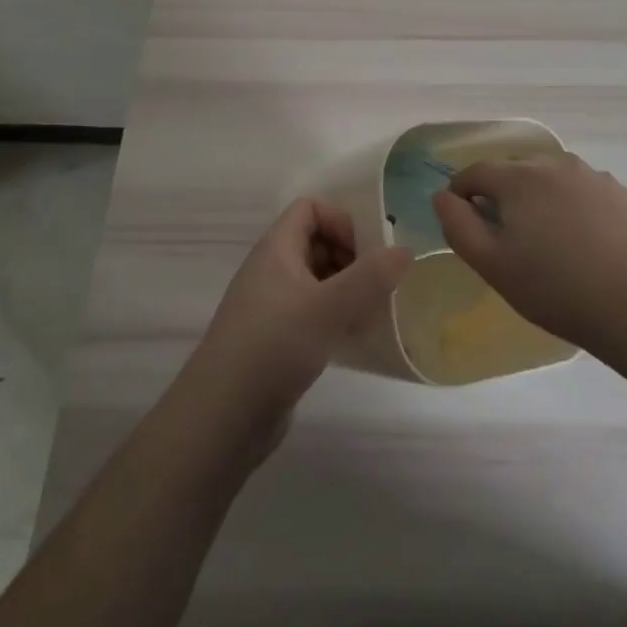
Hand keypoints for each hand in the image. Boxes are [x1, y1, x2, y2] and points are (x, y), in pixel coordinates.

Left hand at [186, 199, 409, 450]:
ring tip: (372, 314)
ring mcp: (272, 306)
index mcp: (276, 249)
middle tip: (377, 286)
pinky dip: (335, 318)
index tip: (365, 254)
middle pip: (316, 242)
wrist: (222, 418)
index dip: (341, 222)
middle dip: (351, 258)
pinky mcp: (276, 340)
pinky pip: (312, 313)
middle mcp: (271, 270)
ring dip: (347, 290)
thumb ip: (371, 276)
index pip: (310, 208)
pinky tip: (354, 340)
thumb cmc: (274, 347)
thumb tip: (404, 250)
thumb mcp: (329, 307)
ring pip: (317, 280)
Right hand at [431, 151, 626, 353]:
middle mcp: (554, 164)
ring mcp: (592, 176)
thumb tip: (442, 195)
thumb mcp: (493, 265)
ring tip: (545, 243)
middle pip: (513, 172)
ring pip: (549, 180)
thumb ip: (458, 226)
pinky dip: (569, 207)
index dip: (461, 194)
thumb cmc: (558, 289)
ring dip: (537, 200)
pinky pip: (580, 192)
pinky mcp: (620, 194)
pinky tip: (581, 244)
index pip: (475, 172)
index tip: (462, 222)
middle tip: (504, 240)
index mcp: (519, 178)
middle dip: (500, 197)